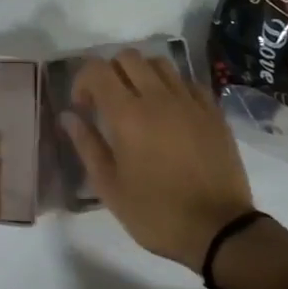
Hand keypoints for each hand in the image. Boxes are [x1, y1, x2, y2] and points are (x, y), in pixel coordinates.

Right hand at [63, 49, 252, 271]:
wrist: (219, 231)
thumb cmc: (156, 213)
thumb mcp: (109, 187)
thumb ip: (86, 145)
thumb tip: (68, 116)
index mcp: (127, 115)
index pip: (97, 69)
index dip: (82, 81)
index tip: (84, 107)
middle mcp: (158, 97)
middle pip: (128, 57)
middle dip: (110, 72)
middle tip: (109, 101)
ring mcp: (189, 102)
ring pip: (159, 63)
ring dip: (142, 74)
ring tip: (140, 101)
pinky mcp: (213, 112)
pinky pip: (188, 81)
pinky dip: (172, 87)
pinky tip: (170, 111)